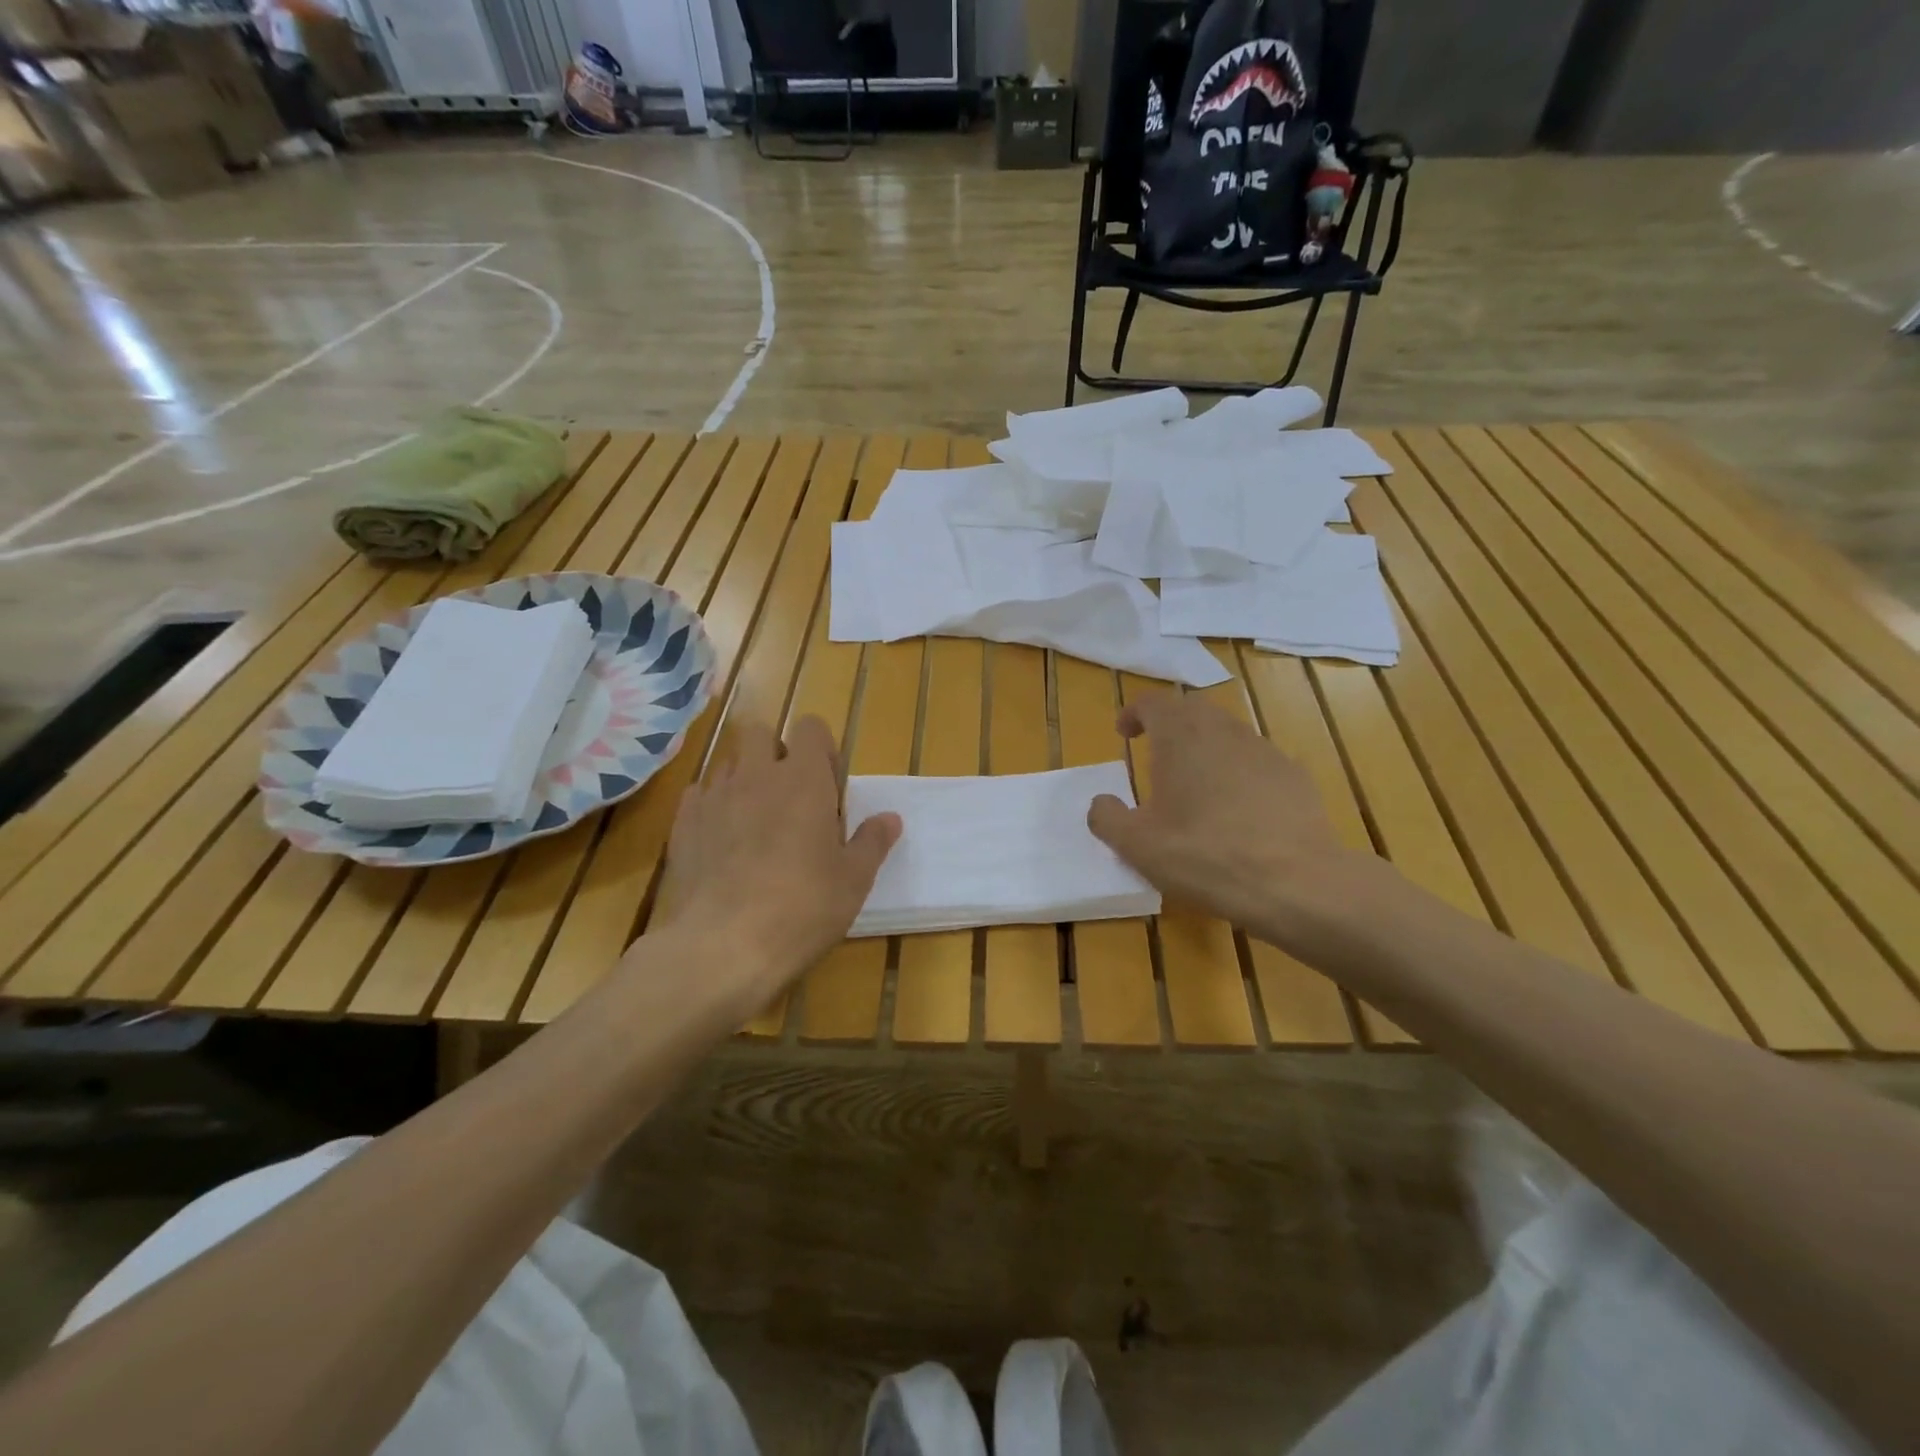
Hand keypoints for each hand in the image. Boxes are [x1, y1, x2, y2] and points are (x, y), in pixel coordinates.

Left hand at [650, 716, 899, 1017]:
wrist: (720, 947)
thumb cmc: (802, 908)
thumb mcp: (853, 881)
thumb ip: (872, 842)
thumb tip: (891, 818)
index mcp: (803, 780)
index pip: (810, 728)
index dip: (821, 749)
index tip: (828, 786)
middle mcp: (756, 775)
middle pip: (760, 732)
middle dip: (775, 752)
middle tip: (790, 797)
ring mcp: (713, 797)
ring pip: (728, 763)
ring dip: (744, 778)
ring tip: (755, 821)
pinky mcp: (682, 824)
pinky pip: (699, 795)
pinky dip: (713, 806)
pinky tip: (722, 842)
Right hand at [1086, 692, 1376, 949]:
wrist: (1296, 883)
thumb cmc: (1204, 855)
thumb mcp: (1137, 845)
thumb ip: (1106, 818)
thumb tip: (1101, 803)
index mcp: (1180, 735)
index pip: (1153, 701)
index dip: (1134, 713)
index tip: (1124, 734)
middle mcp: (1223, 730)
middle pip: (1192, 710)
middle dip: (1170, 725)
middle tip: (1155, 755)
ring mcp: (1265, 750)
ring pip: (1226, 734)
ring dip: (1204, 749)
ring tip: (1194, 786)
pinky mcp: (1294, 776)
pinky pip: (1256, 762)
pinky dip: (1237, 774)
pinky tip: (1237, 812)